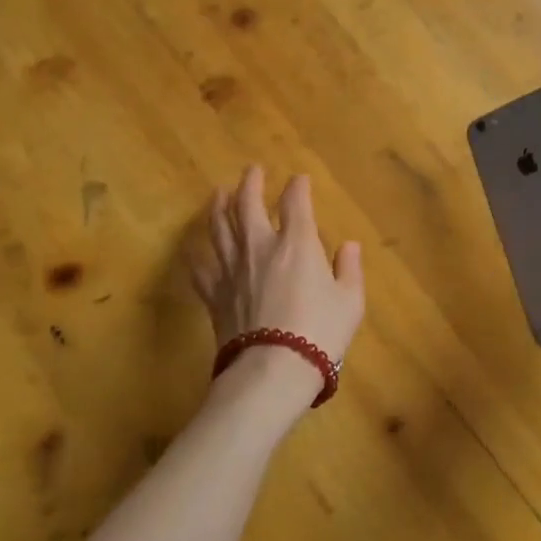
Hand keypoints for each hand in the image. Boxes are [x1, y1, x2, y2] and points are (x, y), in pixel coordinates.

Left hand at [187, 166, 364, 408]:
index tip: (299, 179)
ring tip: (218, 192)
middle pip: (249, 205)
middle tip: (251, 170)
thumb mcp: (350, 302)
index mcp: (297, 244)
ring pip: (220, 228)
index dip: (298, 187)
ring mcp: (233, 270)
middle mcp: (261, 247)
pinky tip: (190, 248)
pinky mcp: (215, 295)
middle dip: (250, 183)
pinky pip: (200, 270)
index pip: (296, 203)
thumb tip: (350, 246)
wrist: (273, 370)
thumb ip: (350, 270)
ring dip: (219, 207)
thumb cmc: (320, 333)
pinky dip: (194, 256)